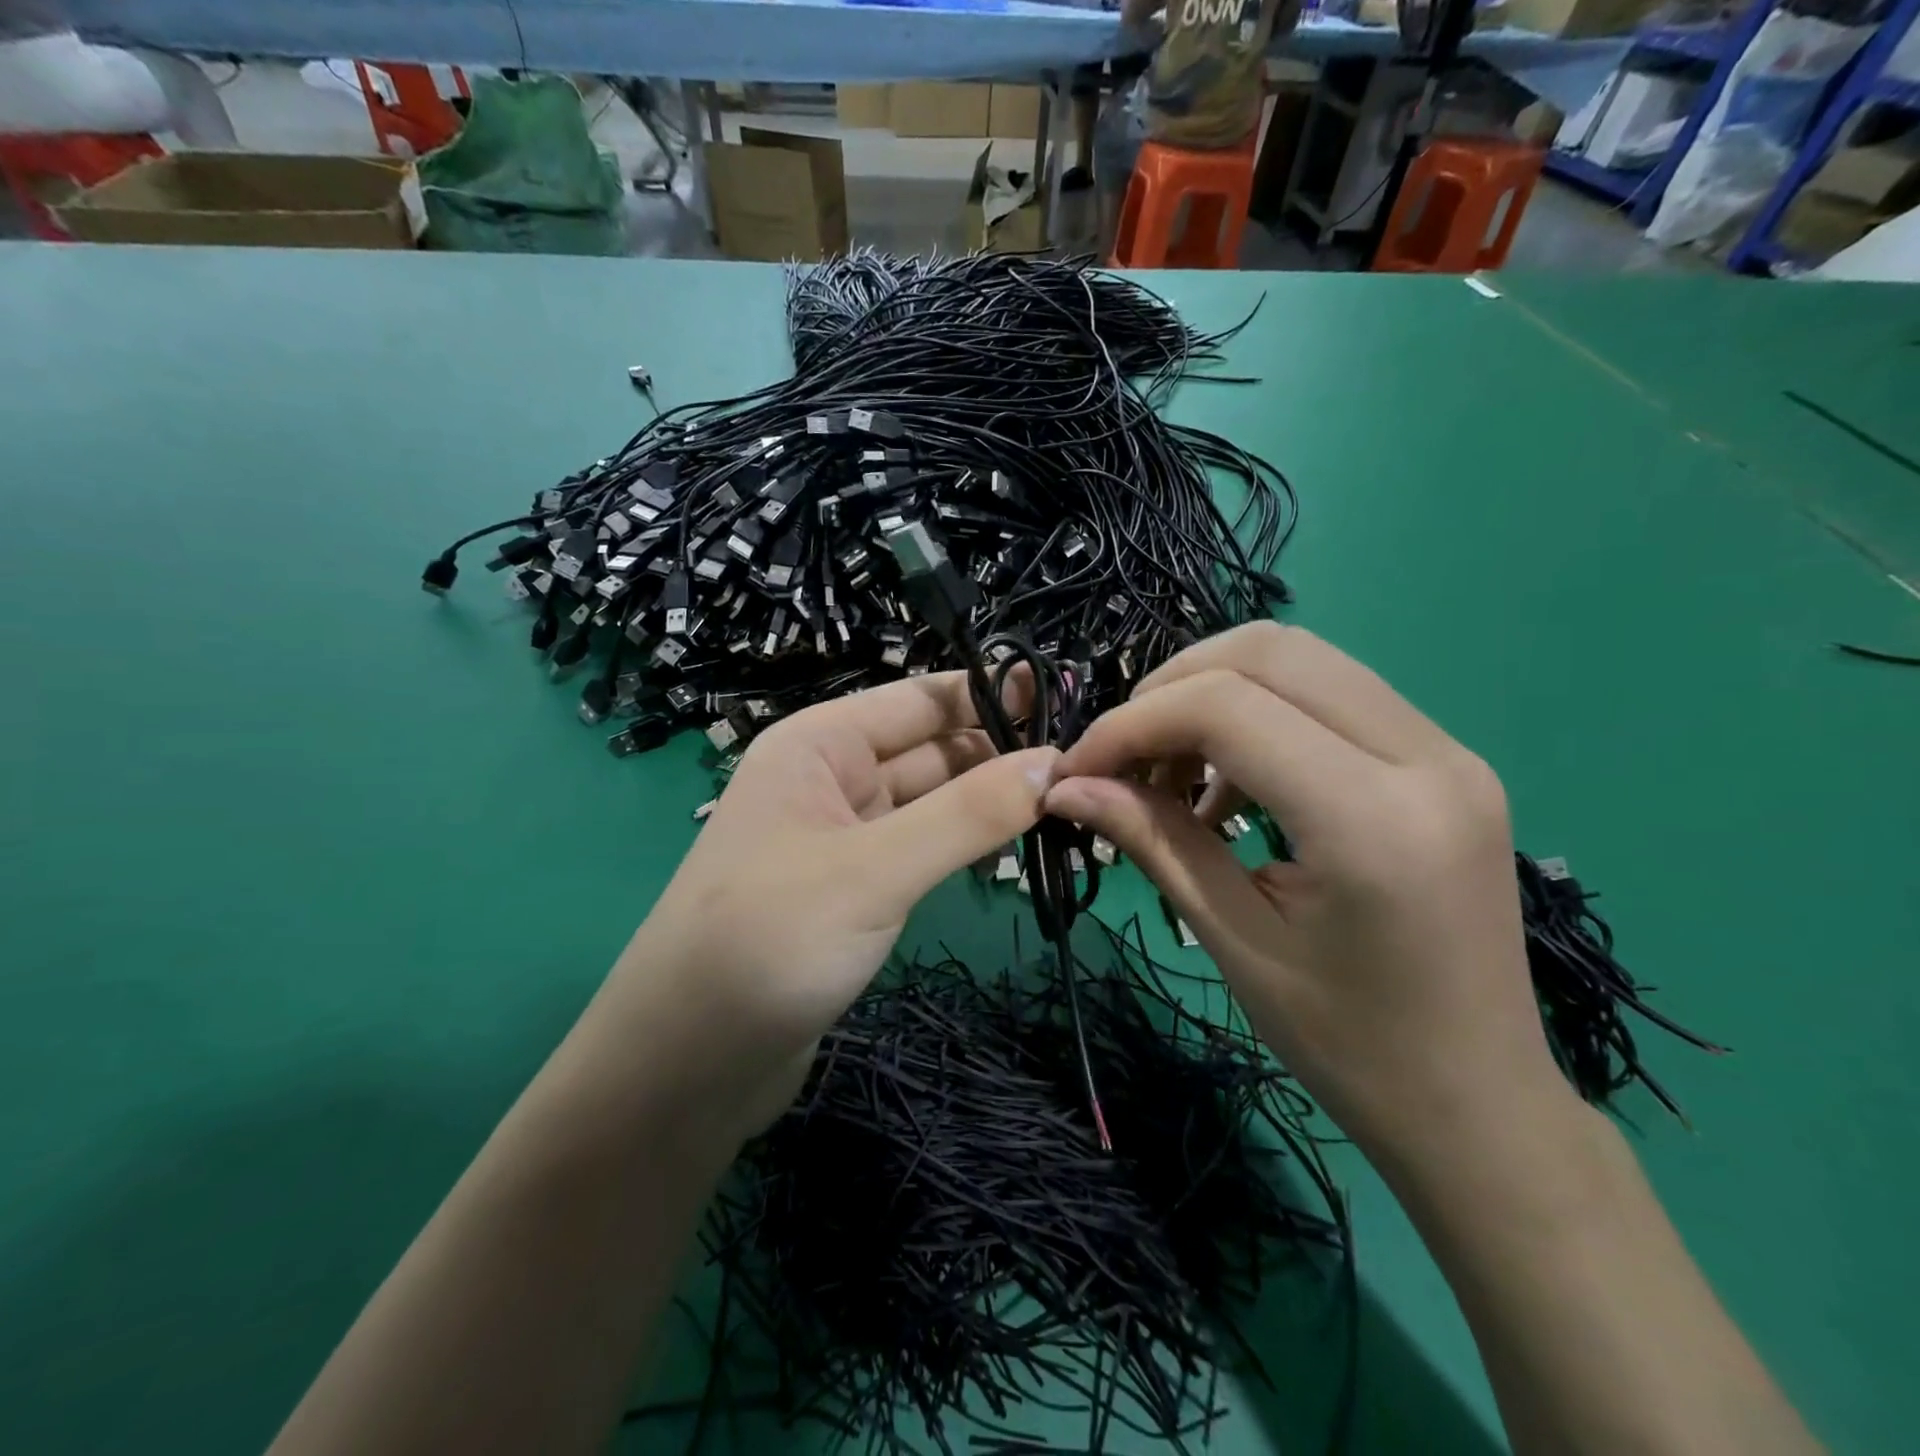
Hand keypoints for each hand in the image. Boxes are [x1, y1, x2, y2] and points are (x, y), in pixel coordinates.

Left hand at [609, 672, 1058, 1138]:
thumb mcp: (874, 871)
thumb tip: (1053, 764)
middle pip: (930, 749)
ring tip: (1067, 805)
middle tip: (1085, 769)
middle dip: (999, 754)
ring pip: (929, 802)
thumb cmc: (768, 942)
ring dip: (987, 802)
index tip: (1068, 703)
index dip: (993, 697)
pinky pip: (920, 848)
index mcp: (820, 745)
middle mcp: (830, 779)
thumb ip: (966, 815)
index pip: (920, 699)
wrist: (685, 1066)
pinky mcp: (853, 890)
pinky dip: (962, 845)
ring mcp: (841, 837)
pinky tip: (1011, 851)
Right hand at [1044, 623, 1573, 1170]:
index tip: (1078, 768)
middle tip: (1123, 756)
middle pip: (1268, 651)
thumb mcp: (1233, 940)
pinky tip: (1227, 785)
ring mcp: (1447, 749)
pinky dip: (1258, 716)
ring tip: (1170, 772)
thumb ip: (1151, 841)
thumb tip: (1064, 786)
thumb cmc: (1348, 1045)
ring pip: (1301, 659)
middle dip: (1170, 688)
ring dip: (1212, 694)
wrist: (1477, 1102)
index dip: (1132, 724)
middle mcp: (1427, 757)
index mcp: (1374, 818)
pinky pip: (1330, 695)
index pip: (1227, 708)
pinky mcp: (1445, 758)